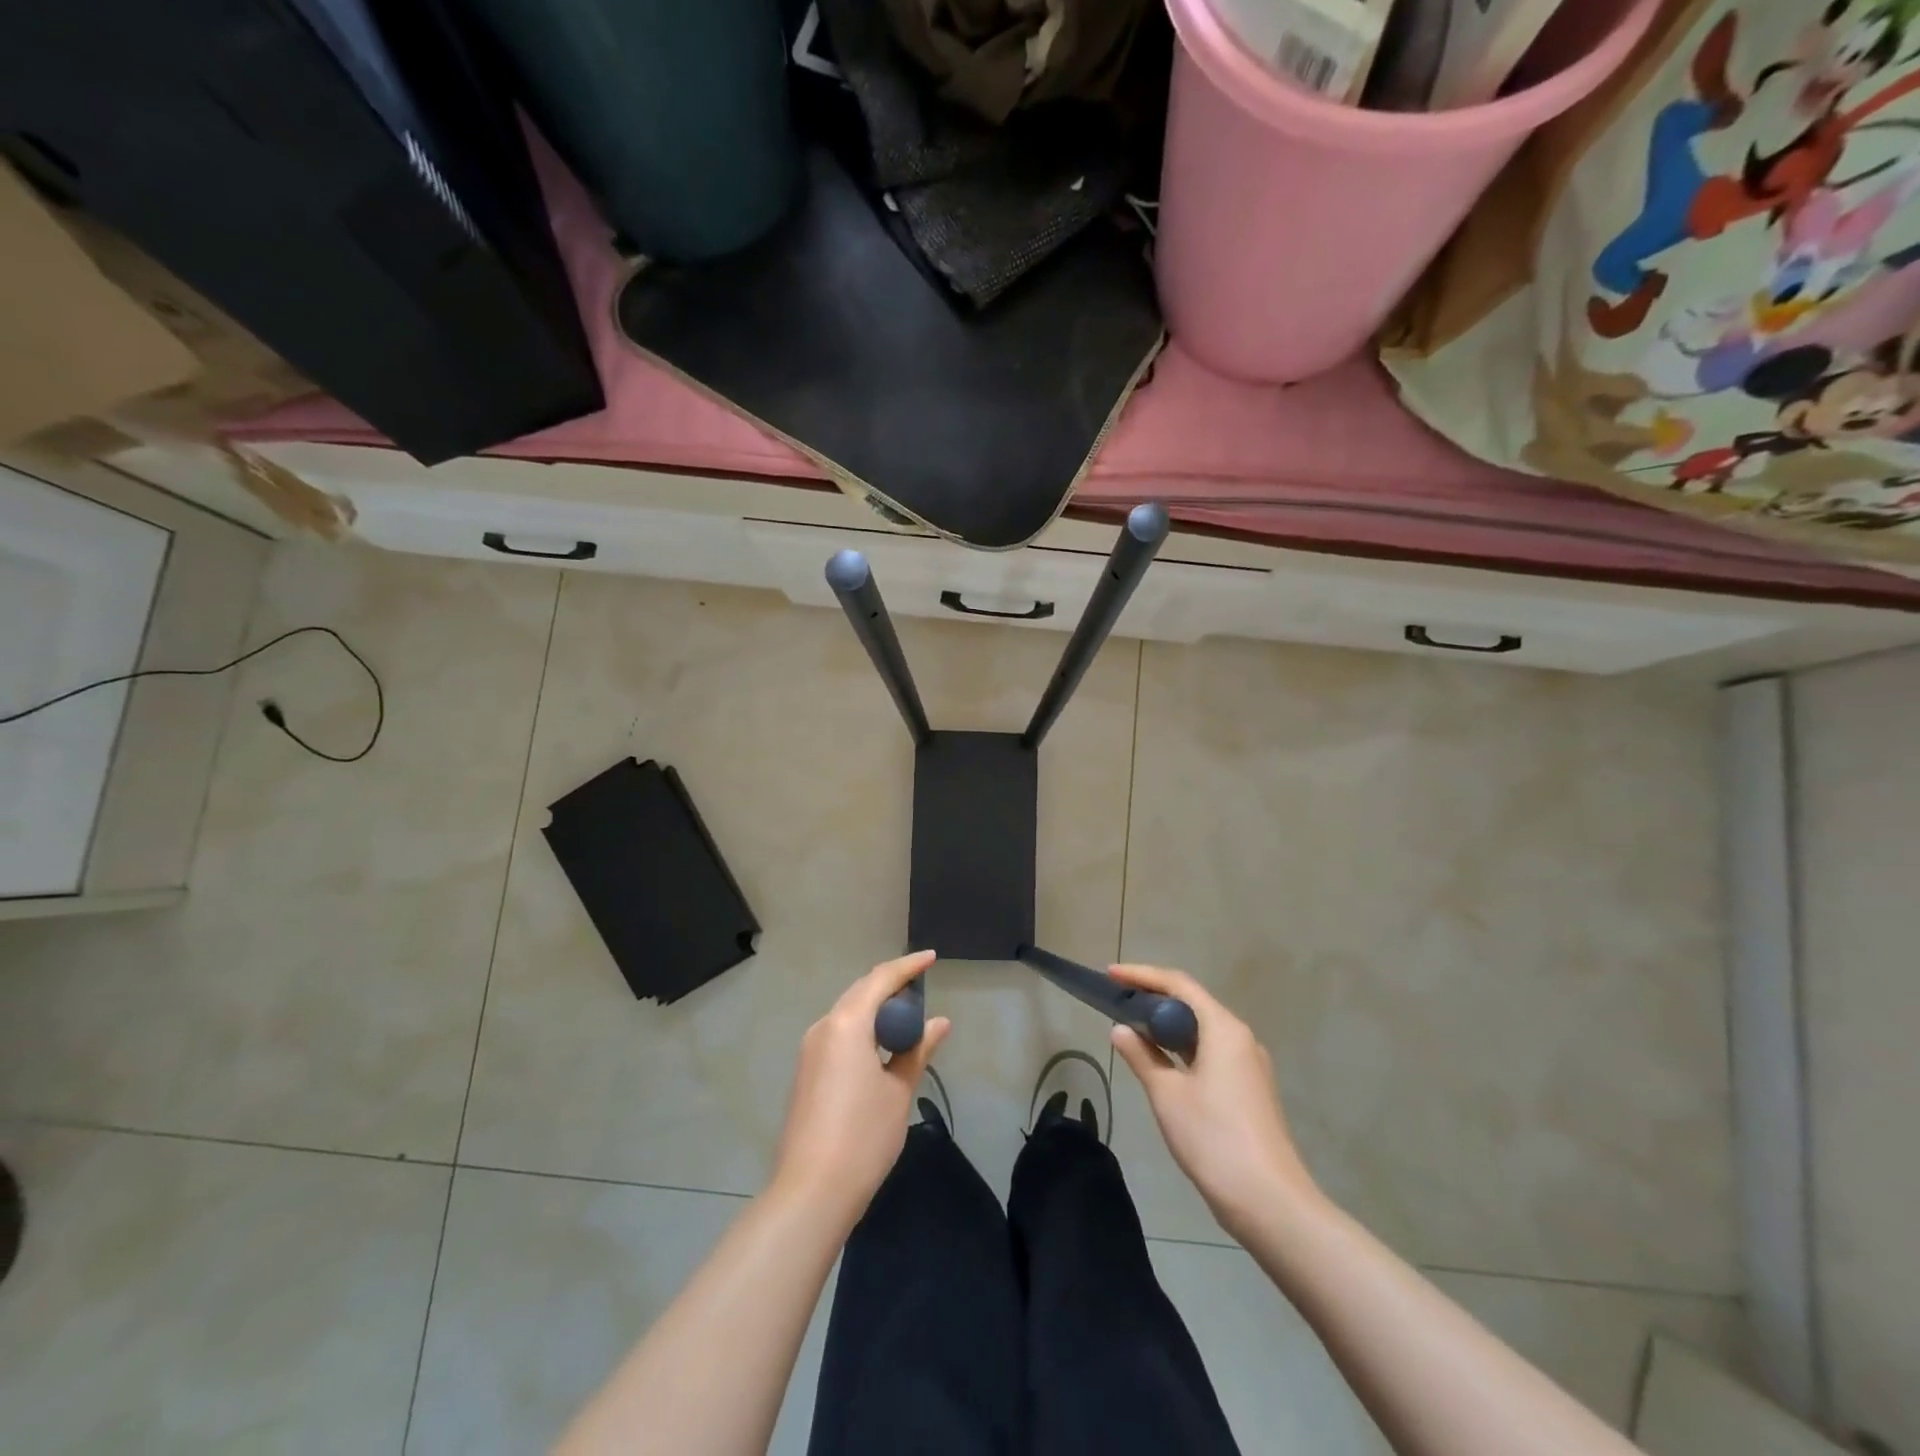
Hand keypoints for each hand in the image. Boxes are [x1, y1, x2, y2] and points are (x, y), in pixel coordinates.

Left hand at [771, 951, 950, 1227]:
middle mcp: (823, 1028)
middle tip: (922, 988)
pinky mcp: (806, 1072)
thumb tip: (940, 1023)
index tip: (932, 958)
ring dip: (876, 1009)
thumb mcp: (898, 1091)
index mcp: (846, 1024)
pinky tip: (882, 1047)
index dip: (908, 966)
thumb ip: (918, 1050)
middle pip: (861, 992)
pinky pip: (839, 1034)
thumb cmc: (863, 1137)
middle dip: (891, 985)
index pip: (881, 979)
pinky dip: (863, 1030)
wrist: (810, 1192)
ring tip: (907, 1018)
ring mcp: (810, 1051)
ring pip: (848, 1014)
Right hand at [1109, 964, 1320, 1238]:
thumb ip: (1141, 1056)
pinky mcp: (1250, 1090)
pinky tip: (1162, 1061)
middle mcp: (1241, 1038)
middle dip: (1154, 997)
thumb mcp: (1167, 1095)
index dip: (1142, 975)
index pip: (1179, 985)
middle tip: (1118, 1000)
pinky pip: (1211, 1052)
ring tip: (1133, 1026)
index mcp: (1224, 1029)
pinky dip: (1183, 1048)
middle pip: (1193, 1003)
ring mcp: (1249, 1065)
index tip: (1110, 974)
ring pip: (1203, 1030)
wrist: (1270, 1202)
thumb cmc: (1214, 1138)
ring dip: (1168, 1025)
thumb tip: (1120, 1030)